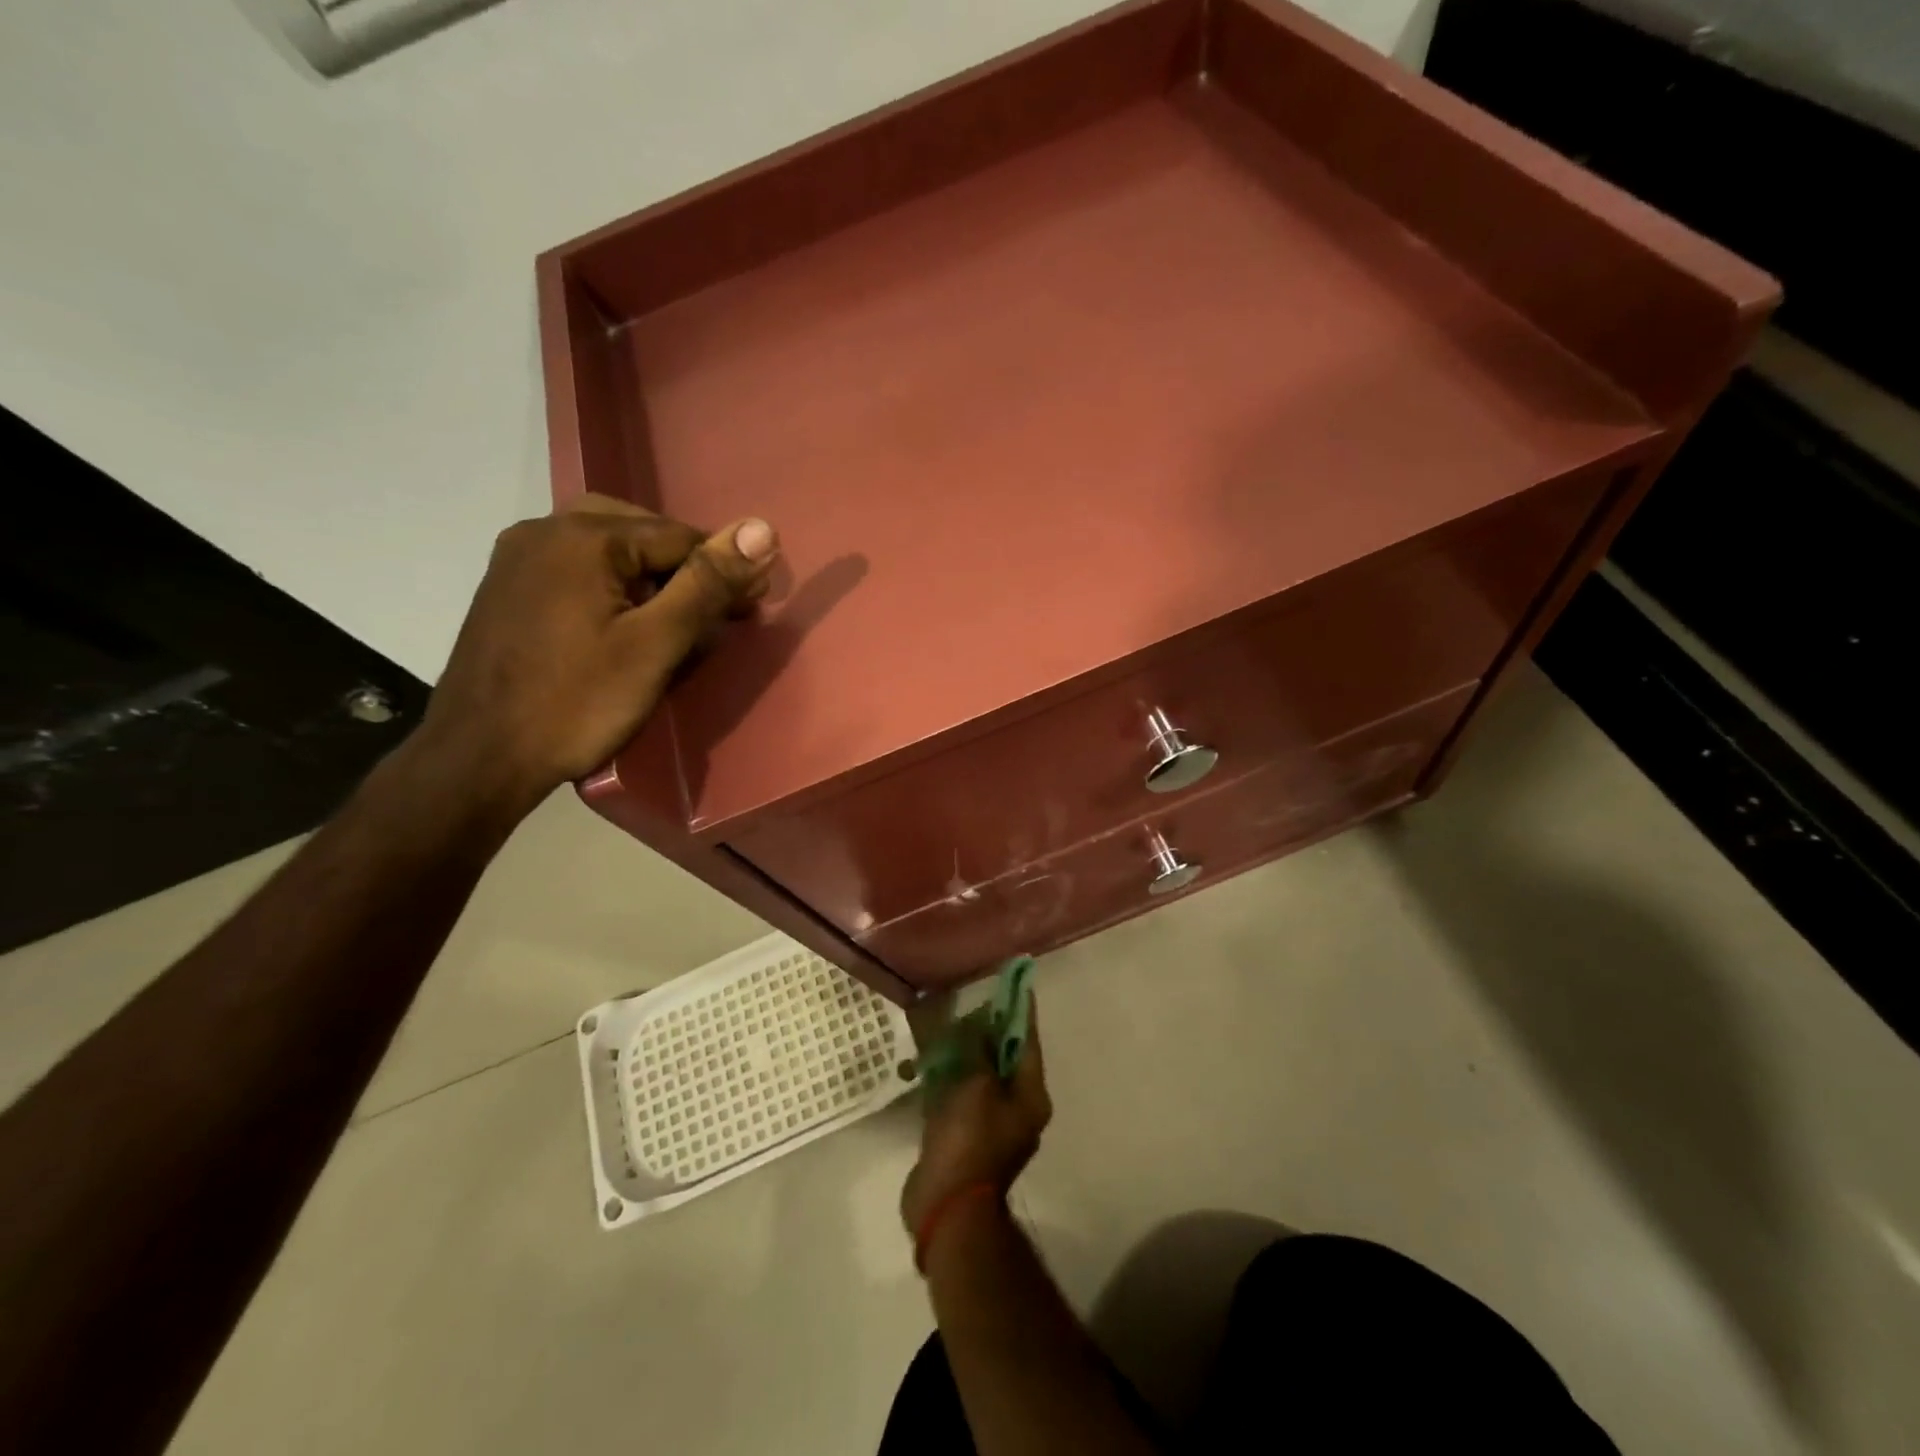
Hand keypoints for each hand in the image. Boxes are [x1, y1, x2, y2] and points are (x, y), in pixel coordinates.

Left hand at [418, 494, 778, 811]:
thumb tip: (761, 528)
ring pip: (606, 549)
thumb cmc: (576, 703)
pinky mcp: (507, 588)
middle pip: (640, 533)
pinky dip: (613, 585)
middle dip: (685, 569)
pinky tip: (625, 622)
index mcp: (583, 537)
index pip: (679, 535)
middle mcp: (543, 530)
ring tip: (676, 619)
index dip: (724, 569)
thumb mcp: (655, 645)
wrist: (479, 758)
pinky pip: (576, 568)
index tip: (752, 607)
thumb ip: (708, 583)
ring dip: (649, 577)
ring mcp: (517, 558)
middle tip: (716, 614)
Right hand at [901, 1014, 1052, 1237]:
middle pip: (1005, 1059)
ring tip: (948, 1026)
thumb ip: (979, 1053)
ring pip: (981, 1078)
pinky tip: (932, 1062)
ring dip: (966, 1055)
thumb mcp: (977, 1086)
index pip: (1028, 1042)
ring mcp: (991, 1127)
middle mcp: (1017, 1110)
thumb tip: (979, 1031)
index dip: (1020, 1011)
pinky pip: (961, 1098)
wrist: (947, 1207)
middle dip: (988, 1031)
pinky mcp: (965, 1139)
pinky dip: (950, 1079)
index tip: (1012, 983)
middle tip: (970, 1003)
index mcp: (1031, 1097)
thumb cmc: (970, 1140)